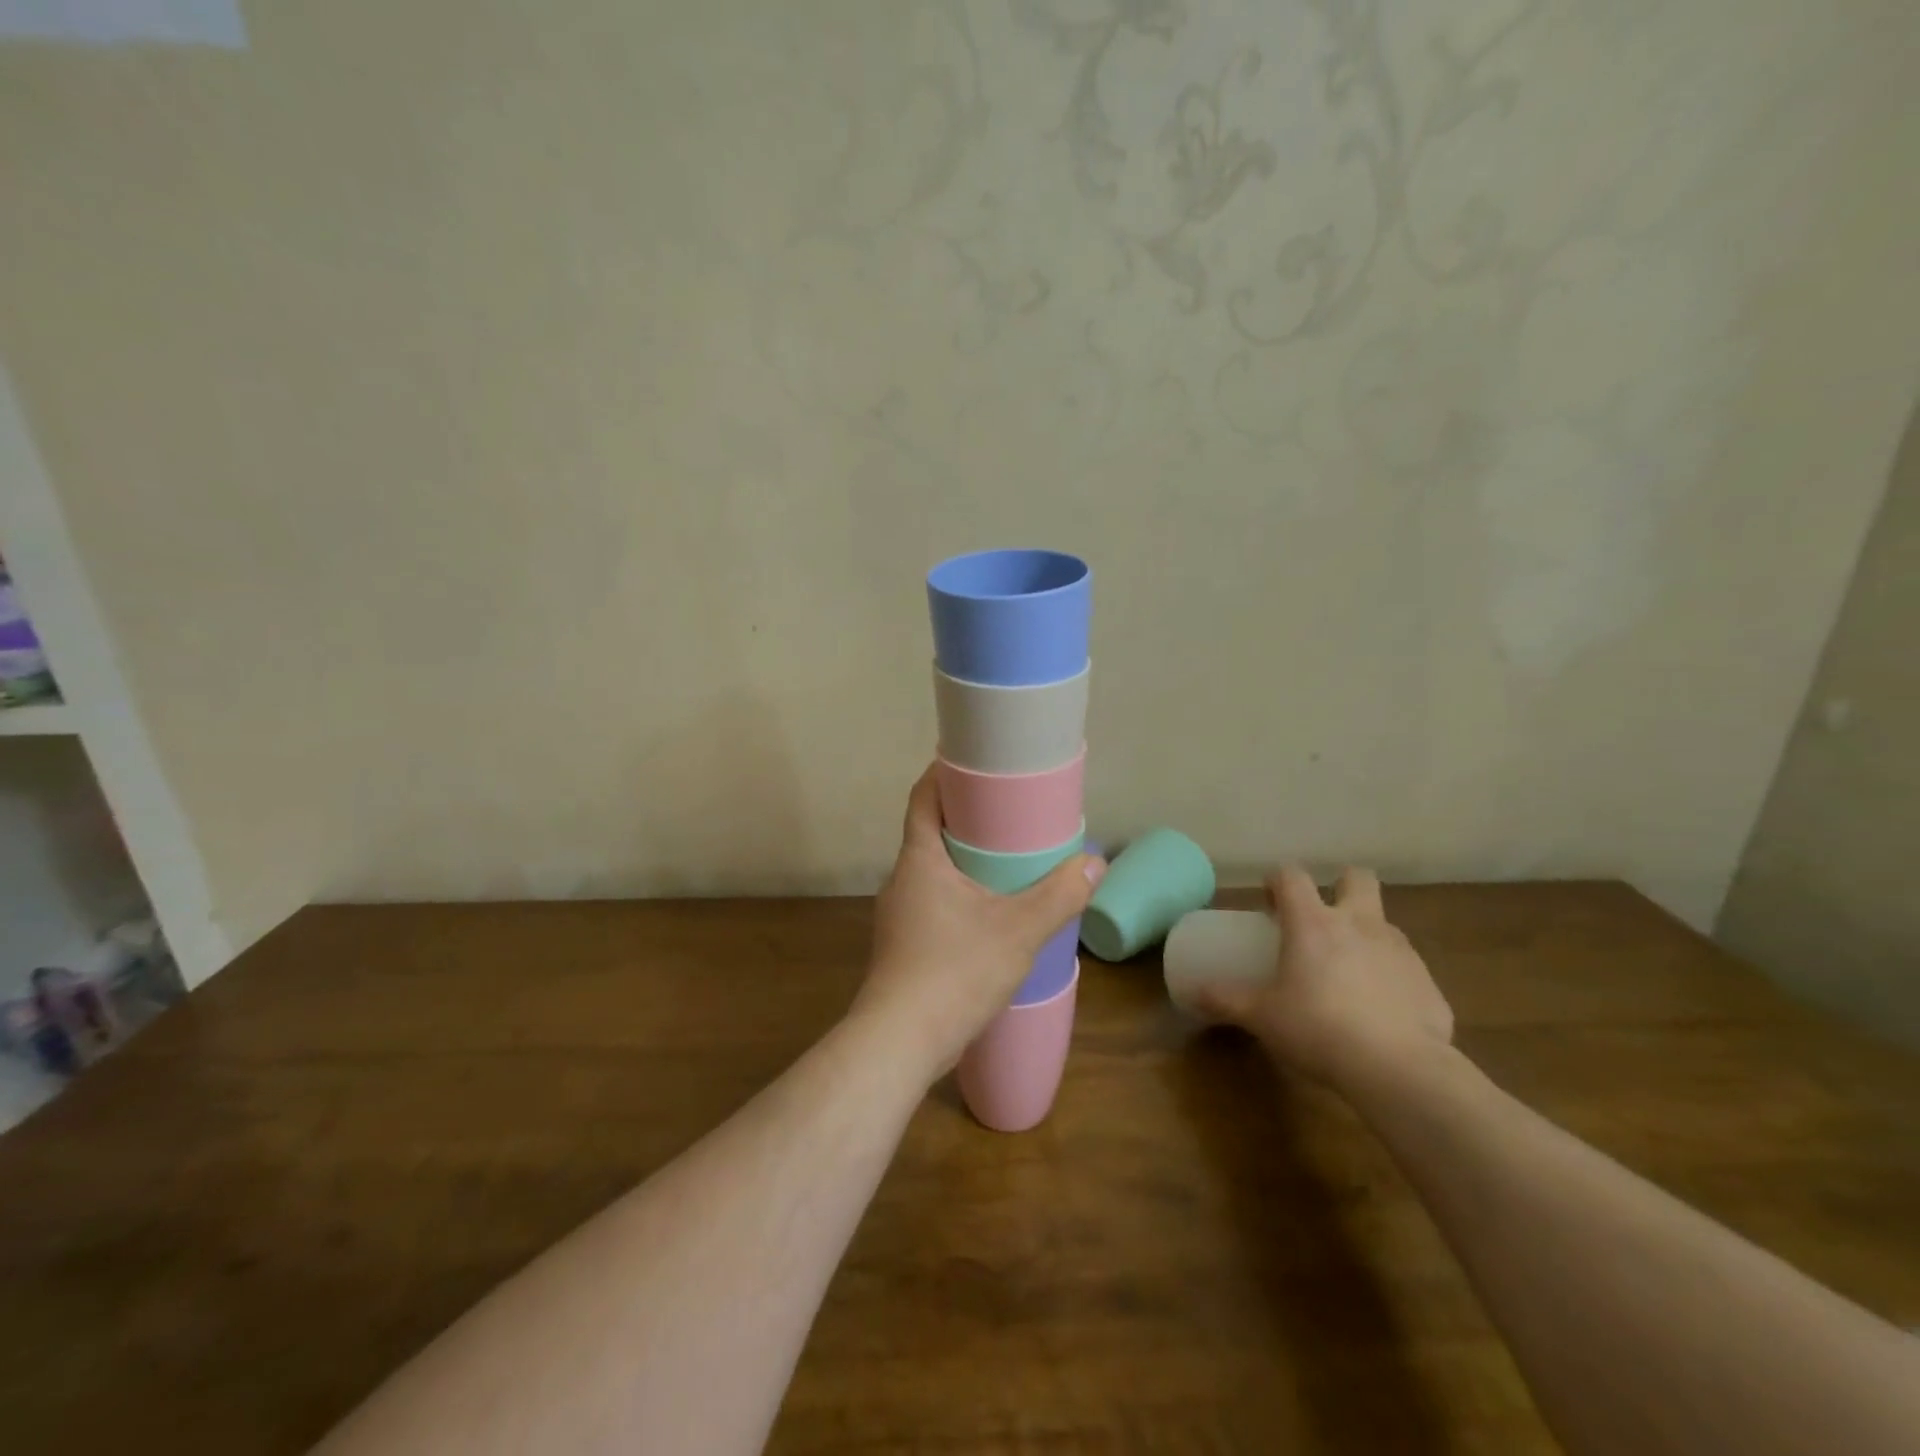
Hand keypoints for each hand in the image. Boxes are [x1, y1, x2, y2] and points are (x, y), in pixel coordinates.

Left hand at [854, 765, 1104, 1080]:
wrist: (900, 1042)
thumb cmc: (954, 971)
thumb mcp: (1018, 931)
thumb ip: (1059, 896)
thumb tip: (1095, 864)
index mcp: (919, 859)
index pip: (923, 798)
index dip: (944, 774)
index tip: (975, 764)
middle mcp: (902, 879)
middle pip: (930, 832)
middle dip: (966, 819)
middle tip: (1009, 813)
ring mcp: (899, 914)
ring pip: (933, 870)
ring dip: (964, 860)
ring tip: (1007, 862)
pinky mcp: (904, 944)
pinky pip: (934, 901)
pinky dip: (960, 893)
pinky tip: (989, 913)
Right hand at [1192, 866, 1453, 1093]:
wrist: (1399, 1070)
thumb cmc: (1318, 1029)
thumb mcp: (1261, 1016)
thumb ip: (1226, 1000)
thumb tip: (1191, 994)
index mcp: (1314, 923)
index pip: (1292, 876)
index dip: (1278, 881)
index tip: (1269, 903)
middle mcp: (1360, 925)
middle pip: (1358, 879)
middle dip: (1341, 887)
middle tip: (1322, 919)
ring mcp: (1400, 952)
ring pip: (1384, 924)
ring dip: (1365, 936)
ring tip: (1348, 973)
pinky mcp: (1429, 985)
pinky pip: (1406, 970)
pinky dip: (1391, 980)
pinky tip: (1380, 1013)